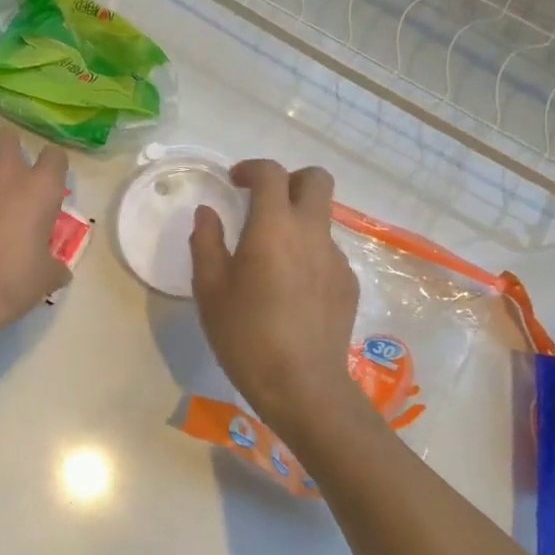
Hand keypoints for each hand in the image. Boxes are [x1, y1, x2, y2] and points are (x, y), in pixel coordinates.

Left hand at [0, 128, 69, 337]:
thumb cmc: (13, 282)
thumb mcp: (45, 278)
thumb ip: (54, 266)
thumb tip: (59, 272)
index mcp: (41, 188)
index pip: (54, 156)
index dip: (51, 167)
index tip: (47, 182)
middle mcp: (7, 172)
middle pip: (7, 137)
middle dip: (6, 150)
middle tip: (6, 176)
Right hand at [190, 159, 362, 444]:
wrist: (302, 386)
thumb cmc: (245, 335)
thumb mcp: (209, 289)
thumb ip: (206, 242)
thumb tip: (208, 214)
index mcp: (273, 228)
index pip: (271, 173)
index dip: (251, 168)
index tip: (233, 182)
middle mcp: (311, 233)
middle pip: (316, 180)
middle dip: (289, 180)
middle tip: (262, 202)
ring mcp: (336, 258)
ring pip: (322, 218)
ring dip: (297, 220)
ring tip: (270, 257)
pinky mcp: (348, 284)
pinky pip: (327, 252)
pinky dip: (308, 253)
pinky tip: (290, 289)